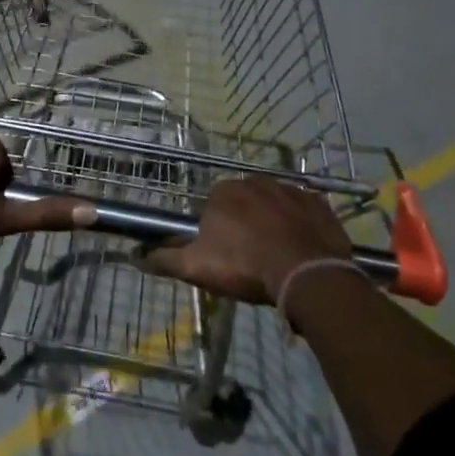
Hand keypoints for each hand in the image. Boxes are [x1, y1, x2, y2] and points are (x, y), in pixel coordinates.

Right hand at [138, 177, 351, 304]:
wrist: (306, 274)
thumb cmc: (245, 266)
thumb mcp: (197, 267)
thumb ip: (164, 259)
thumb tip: (135, 255)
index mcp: (223, 191)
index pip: (213, 207)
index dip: (216, 231)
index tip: (223, 255)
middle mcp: (255, 181)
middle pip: (244, 203)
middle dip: (245, 225)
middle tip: (249, 259)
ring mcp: (290, 189)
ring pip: (274, 206)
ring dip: (273, 224)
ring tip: (277, 257)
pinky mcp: (319, 204)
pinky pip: (304, 212)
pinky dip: (301, 226)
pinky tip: (301, 249)